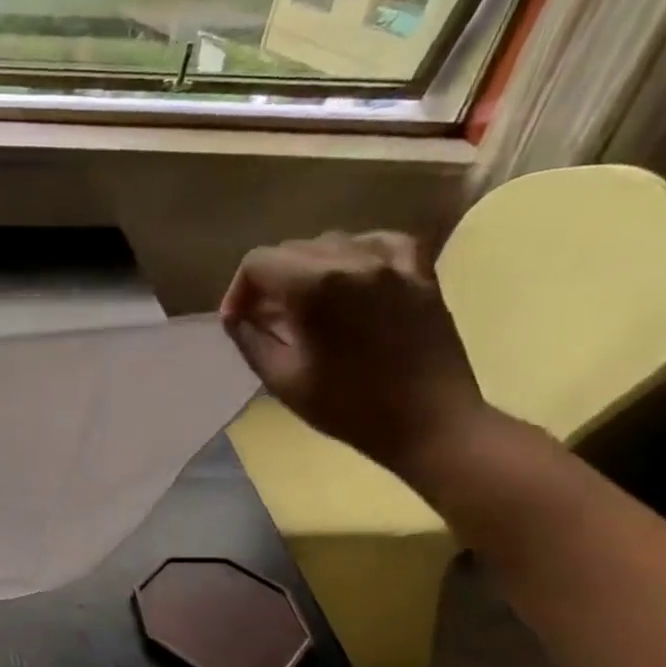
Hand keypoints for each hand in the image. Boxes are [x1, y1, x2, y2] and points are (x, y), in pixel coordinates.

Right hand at [219, 232, 489, 478]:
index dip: (239, 290)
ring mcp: (393, 265)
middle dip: (269, 281)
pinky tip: (353, 276)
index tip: (239, 320)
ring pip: (333, 243)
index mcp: (314, 286)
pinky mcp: (421, 275)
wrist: (430, 423)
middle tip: (267, 318)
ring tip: (306, 303)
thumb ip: (250, 338)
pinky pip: (384, 243)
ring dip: (308, 268)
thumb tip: (235, 316)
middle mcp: (353, 261)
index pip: (257, 262)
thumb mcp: (280, 378)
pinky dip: (359, 254)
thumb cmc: (348, 406)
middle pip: (292, 249)